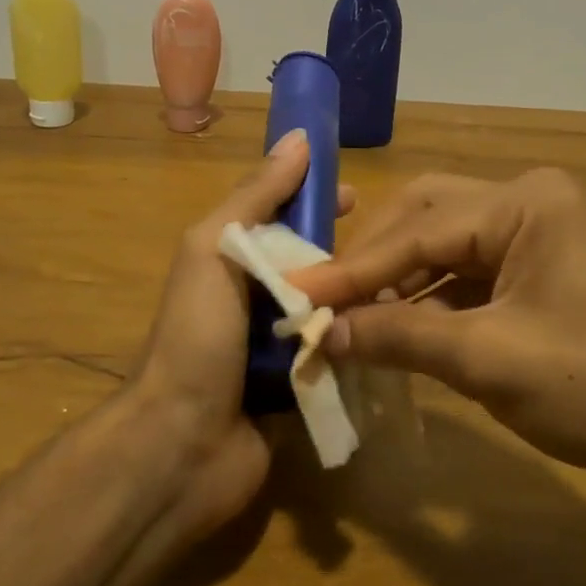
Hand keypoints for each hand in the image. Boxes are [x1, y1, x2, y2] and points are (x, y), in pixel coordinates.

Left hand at [124, 131, 354, 539]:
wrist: (181, 446)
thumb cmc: (197, 337)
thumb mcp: (215, 250)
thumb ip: (255, 197)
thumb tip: (297, 138)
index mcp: (230, 261)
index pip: (279, 216)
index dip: (314, 199)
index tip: (357, 196)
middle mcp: (252, 298)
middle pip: (309, 261)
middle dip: (345, 250)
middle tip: (391, 248)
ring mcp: (275, 346)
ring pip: (327, 307)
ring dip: (358, 297)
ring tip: (404, 287)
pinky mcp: (298, 387)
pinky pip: (334, 353)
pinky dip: (355, 342)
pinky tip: (394, 332)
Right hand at [288, 168, 585, 503]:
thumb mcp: (489, 361)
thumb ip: (399, 337)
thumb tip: (322, 336)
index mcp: (524, 203)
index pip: (418, 231)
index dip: (353, 268)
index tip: (296, 294)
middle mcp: (527, 202)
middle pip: (426, 220)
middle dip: (374, 262)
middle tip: (324, 301)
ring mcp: (536, 235)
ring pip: (444, 247)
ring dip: (398, 283)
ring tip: (348, 318)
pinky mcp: (539, 270)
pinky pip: (468, 274)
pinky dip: (429, 300)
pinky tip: (396, 328)